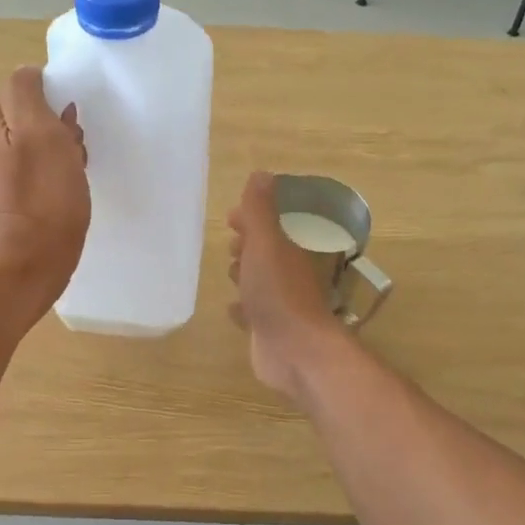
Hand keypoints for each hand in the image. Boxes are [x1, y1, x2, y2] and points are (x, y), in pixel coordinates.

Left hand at [0, 66, 89, 321]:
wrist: (30, 264)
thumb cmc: (42, 197)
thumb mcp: (39, 131)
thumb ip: (28, 93)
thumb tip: (29, 75)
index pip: (24, 89)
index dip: (53, 104)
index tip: (69, 128)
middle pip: (31, 119)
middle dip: (58, 131)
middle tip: (74, 155)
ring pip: (37, 147)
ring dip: (61, 155)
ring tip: (75, 177)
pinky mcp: (7, 202)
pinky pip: (35, 174)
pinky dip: (54, 178)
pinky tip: (67, 195)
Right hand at [227, 171, 351, 400]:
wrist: (293, 350)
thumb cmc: (278, 291)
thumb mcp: (266, 242)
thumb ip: (260, 210)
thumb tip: (261, 174)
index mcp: (290, 250)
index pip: (273, 225)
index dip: (253, 217)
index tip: (232, 217)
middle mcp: (289, 275)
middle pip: (267, 253)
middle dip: (249, 246)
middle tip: (231, 246)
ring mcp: (281, 304)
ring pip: (261, 282)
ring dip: (246, 275)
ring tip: (231, 272)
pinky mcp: (270, 330)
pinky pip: (254, 313)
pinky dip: (243, 308)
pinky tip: (232, 309)